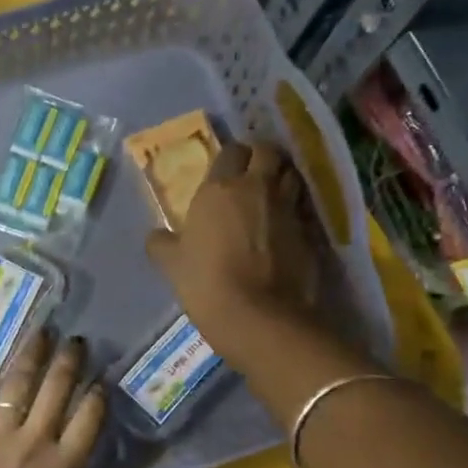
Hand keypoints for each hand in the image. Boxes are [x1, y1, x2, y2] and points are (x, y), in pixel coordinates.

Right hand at [146, 141, 321, 363]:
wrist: (259, 316)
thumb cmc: (206, 282)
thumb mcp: (171, 264)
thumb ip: (162, 243)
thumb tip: (157, 236)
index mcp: (220, 187)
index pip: (232, 151)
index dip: (230, 158)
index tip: (224, 172)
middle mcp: (258, 188)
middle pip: (269, 152)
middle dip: (262, 158)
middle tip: (251, 176)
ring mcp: (288, 209)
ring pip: (292, 175)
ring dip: (282, 179)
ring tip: (270, 197)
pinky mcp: (310, 233)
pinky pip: (302, 209)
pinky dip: (294, 211)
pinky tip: (284, 228)